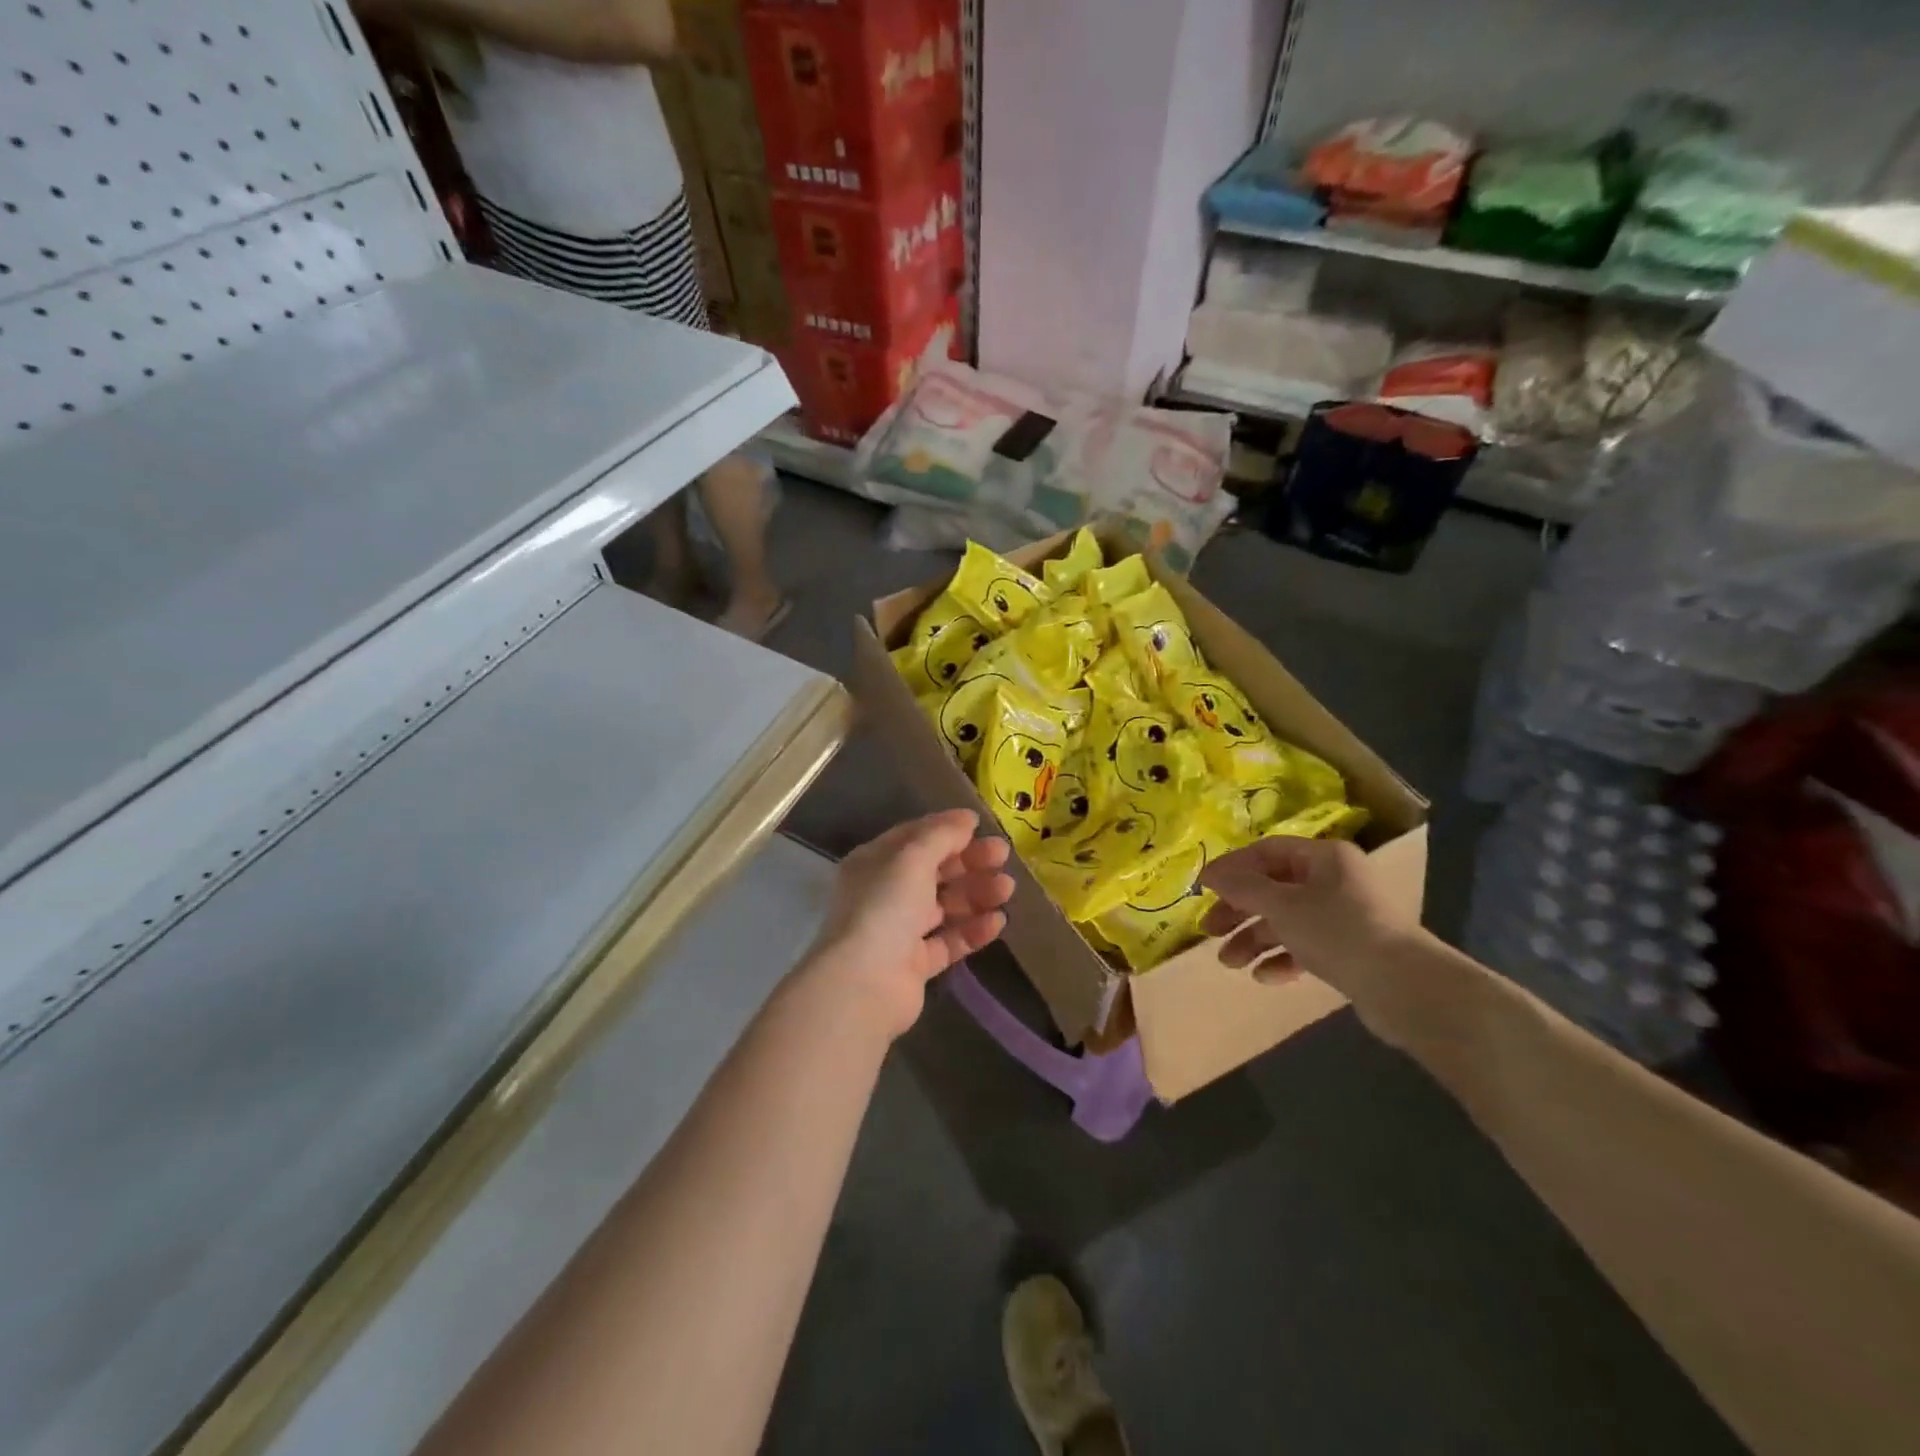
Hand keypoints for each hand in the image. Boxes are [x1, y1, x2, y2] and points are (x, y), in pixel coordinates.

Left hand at [802, 809, 1014, 1037]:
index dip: (948, 829)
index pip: (914, 838)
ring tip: (1007, 889)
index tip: (982, 826)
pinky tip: (997, 922)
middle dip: (969, 861)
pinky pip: (949, 941)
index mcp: (874, 862)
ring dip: (976, 894)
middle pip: (933, 871)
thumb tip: (967, 817)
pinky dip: (972, 931)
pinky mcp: (915, 965)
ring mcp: (899, 931)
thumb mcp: (912, 858)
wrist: (864, 983)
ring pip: (944, 906)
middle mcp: (884, 893)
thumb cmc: (885, 907)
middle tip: (1003, 856)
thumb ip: (942, 835)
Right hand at [1198, 836, 1410, 983]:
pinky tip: (1264, 977)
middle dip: (1238, 910)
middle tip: (1209, 930)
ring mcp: (1344, 917)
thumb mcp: (1282, 905)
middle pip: (1273, 888)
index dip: (1232, 868)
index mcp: (1324, 858)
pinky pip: (1305, 947)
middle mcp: (1334, 881)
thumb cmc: (1338, 931)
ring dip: (1254, 940)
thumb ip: (1243, 887)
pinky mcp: (1350, 950)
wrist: (1405, 988)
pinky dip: (1282, 959)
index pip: (1266, 852)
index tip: (1202, 888)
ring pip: (1286, 921)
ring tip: (1229, 963)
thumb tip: (1210, 873)